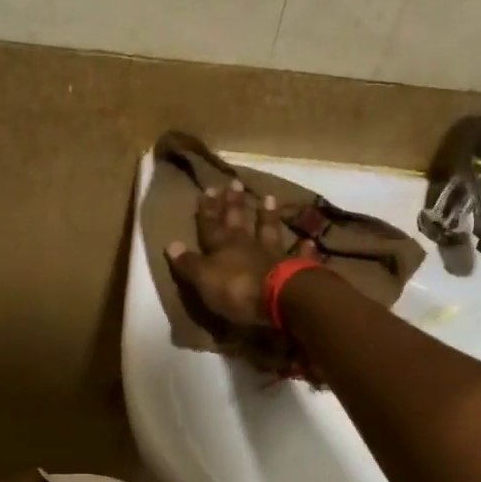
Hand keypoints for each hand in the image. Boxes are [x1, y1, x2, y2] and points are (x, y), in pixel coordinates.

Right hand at [165, 181, 307, 328]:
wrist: (281, 298)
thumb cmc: (236, 290)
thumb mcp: (204, 279)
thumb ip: (189, 263)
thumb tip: (171, 244)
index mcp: (222, 248)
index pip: (210, 226)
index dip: (207, 210)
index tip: (207, 189)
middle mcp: (247, 246)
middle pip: (239, 221)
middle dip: (234, 204)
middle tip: (234, 183)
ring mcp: (273, 255)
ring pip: (269, 230)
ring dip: (267, 216)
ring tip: (268, 197)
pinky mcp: (295, 269)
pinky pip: (299, 256)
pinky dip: (303, 249)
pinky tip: (309, 240)